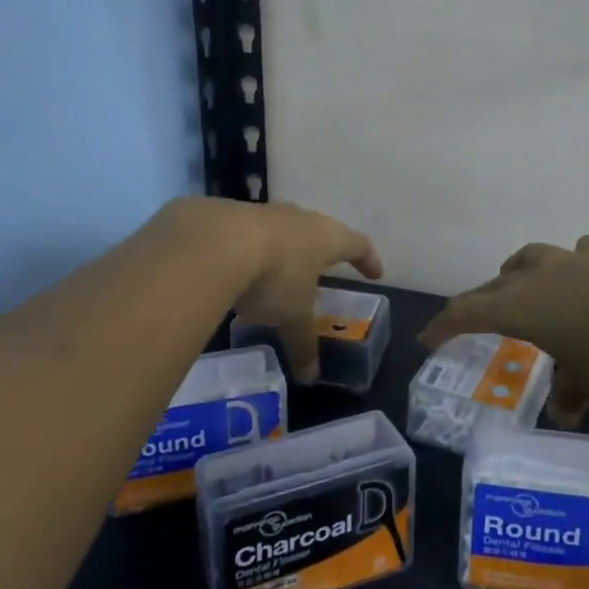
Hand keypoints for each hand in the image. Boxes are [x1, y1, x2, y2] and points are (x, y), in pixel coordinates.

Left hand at [216, 200, 383, 381]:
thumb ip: (303, 344)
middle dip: (320, 252)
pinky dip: (246, 250)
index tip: (375, 272)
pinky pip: (245, 234)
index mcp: (325, 238)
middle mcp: (298, 218)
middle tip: (321, 269)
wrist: (213, 242)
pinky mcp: (228, 213)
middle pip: (318, 231)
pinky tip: (232, 269)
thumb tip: (310, 377)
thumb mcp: (292, 317)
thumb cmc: (273, 277)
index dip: (368, 259)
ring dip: (280, 250)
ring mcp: (262, 211)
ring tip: (273, 275)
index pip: (357, 245)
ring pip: (279, 230)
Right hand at [419, 235, 588, 426]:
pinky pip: (579, 255)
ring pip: (531, 258)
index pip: (467, 312)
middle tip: (478, 317)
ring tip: (527, 285)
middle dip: (482, 300)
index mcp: (520, 306)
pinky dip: (574, 267)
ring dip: (521, 273)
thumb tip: (564, 411)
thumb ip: (570, 393)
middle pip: (495, 283)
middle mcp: (538, 275)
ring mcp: (573, 259)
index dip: (444, 325)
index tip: (428, 338)